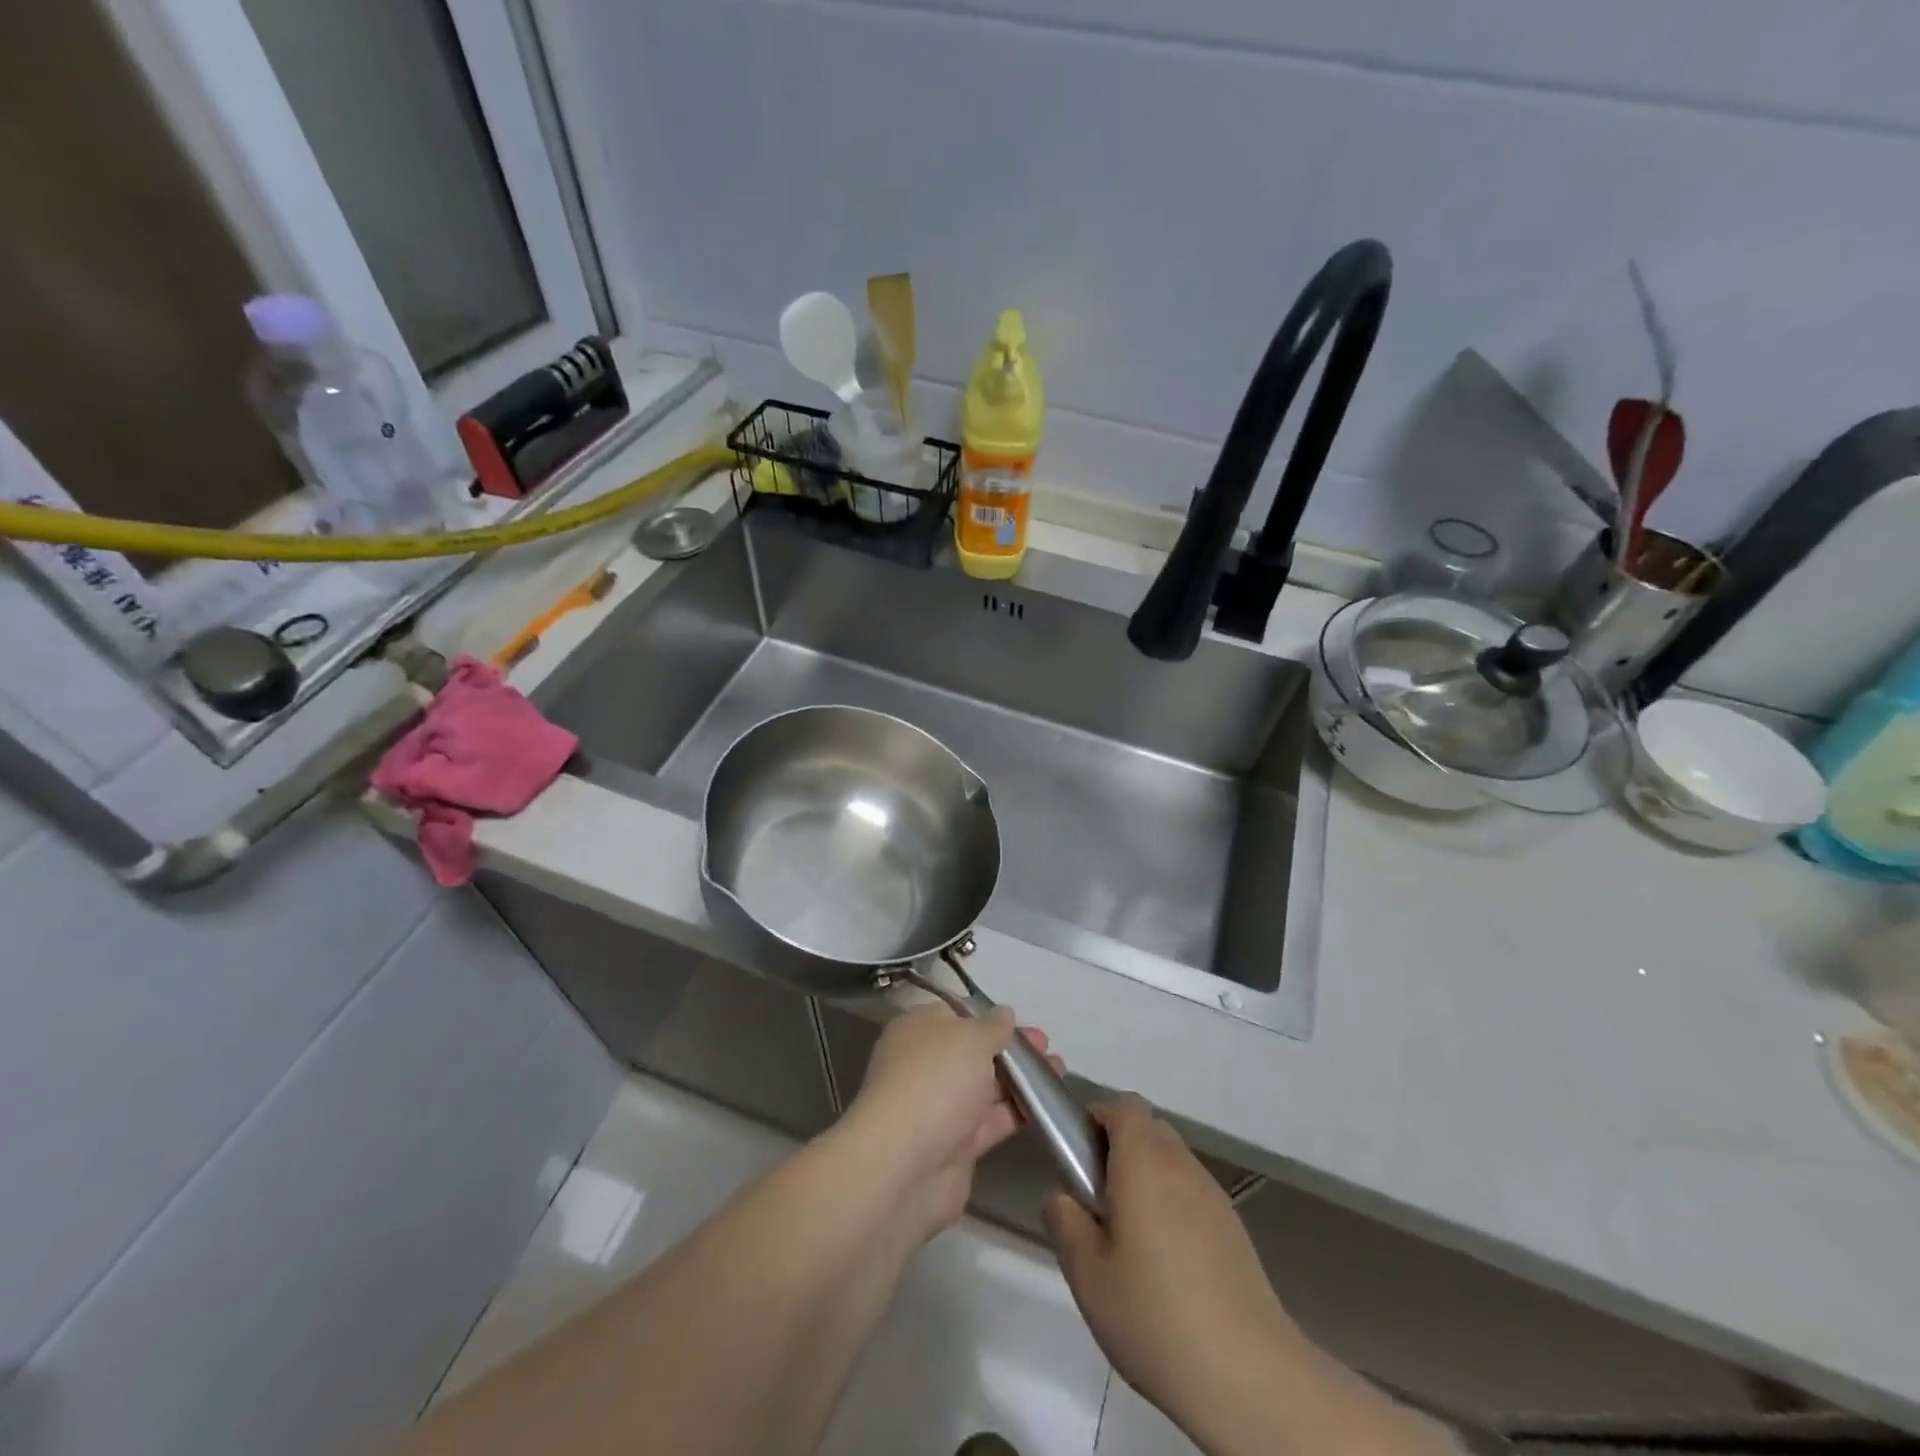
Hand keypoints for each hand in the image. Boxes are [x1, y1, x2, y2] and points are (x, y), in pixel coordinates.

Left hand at [840, 1003, 1053, 1242]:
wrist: (906, 1165)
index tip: (1021, 1021)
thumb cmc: (935, 1081)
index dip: (988, 1016)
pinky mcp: (957, 1145)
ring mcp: (941, 1107)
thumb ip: (992, 1026)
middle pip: (974, 1051)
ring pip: (987, 1086)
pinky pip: (992, 1120)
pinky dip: (1018, 1111)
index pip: (955, 1014)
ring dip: (1021, 1079)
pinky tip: (1049, 1104)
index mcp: (918, 1030)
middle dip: (1011, 1048)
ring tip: (1059, 1070)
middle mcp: (926, 1065)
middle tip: (1047, 1047)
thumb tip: (1004, 1014)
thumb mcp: (970, 1037)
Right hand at [1044, 1098, 1302, 1435]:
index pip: (1123, 1106)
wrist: (1250, 1377)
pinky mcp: (1234, 1228)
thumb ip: (1066, 1223)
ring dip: (1146, 1179)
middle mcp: (1181, 1165)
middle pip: (1148, 1129)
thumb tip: (1061, 1197)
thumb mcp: (1088, 1276)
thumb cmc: (1156, 1316)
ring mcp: (1213, 1195)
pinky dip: (1172, 1206)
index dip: (1097, 1119)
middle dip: (1119, 1149)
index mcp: (1144, 1161)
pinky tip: (1166, 1264)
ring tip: (1129, 1239)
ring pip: (1171, 1161)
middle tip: (1097, 1201)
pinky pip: (1192, 1193)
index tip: (1077, 1158)